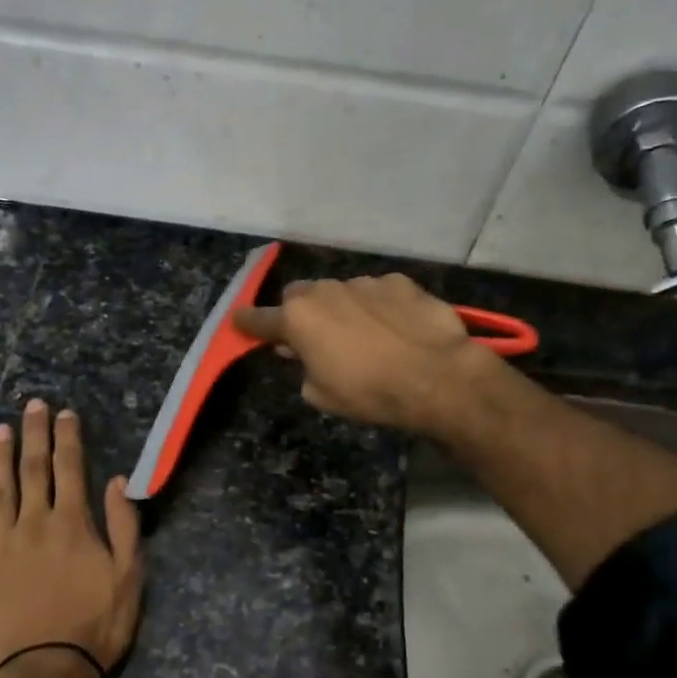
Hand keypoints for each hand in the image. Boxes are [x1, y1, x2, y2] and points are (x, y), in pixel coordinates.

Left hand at [0, 399, 143, 677]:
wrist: (45, 673)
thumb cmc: (95, 627)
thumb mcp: (129, 577)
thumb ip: (124, 525)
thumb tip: (117, 480)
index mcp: (72, 524)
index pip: (71, 469)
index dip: (68, 438)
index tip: (65, 413)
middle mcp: (34, 524)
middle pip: (33, 470)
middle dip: (34, 435)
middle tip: (31, 405)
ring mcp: (0, 546)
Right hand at [232, 274, 500, 436]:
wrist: (437, 377)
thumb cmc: (369, 393)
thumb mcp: (322, 395)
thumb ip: (304, 368)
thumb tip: (304, 353)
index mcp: (298, 319)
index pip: (260, 319)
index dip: (248, 323)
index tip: (239, 322)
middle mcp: (325, 291)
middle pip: (299, 296)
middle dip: (300, 312)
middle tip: (313, 336)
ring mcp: (364, 282)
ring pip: (340, 291)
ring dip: (342, 309)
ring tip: (365, 335)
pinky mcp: (399, 282)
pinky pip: (377, 292)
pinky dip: (378, 306)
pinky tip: (396, 327)